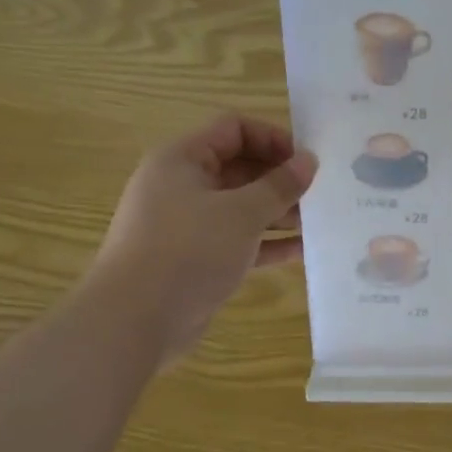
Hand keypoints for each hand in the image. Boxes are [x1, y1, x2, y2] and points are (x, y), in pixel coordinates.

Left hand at [88, 115, 317, 357]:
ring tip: (317, 222)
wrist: (132, 322)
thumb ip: (280, 185)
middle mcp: (181, 186)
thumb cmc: (188, 250)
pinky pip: (237, 240)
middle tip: (319, 192)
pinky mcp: (194, 259)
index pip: (234, 129)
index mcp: (183, 160)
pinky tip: (301, 250)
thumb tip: (309, 160)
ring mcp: (186, 225)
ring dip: (278, 212)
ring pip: (241, 206)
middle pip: (240, 167)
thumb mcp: (243, 213)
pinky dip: (266, 242)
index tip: (306, 161)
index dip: (273, 138)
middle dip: (280, 179)